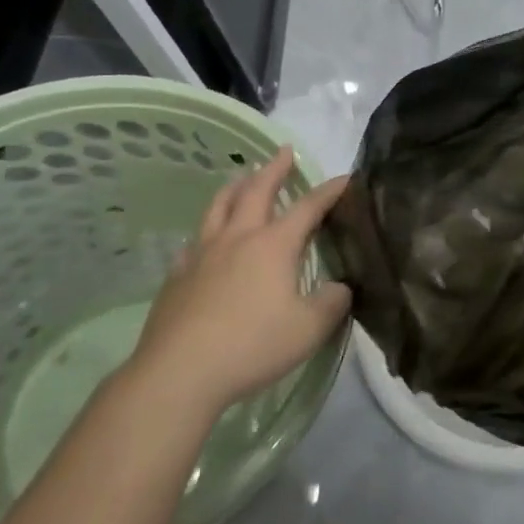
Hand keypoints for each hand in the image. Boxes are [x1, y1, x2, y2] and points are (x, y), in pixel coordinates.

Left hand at [125, 147, 351, 416]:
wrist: (180, 372)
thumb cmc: (253, 345)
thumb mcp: (310, 328)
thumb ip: (332, 303)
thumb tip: (339, 288)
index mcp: (274, 245)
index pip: (308, 207)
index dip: (329, 191)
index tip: (346, 178)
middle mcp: (238, 238)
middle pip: (257, 191)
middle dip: (274, 169)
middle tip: (283, 151)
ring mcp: (203, 255)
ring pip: (219, 207)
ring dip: (235, 187)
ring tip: (242, 178)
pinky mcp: (178, 276)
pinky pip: (194, 241)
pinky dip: (207, 230)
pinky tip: (205, 240)